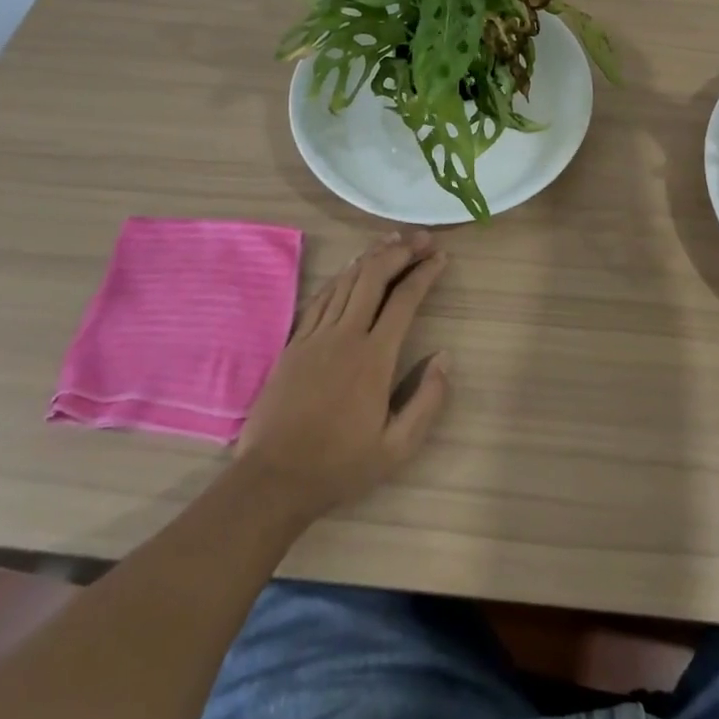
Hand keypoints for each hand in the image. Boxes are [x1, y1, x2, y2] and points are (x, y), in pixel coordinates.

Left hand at [233, 230, 450, 523]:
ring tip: (392, 240)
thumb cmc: (339, 465)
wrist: (273, 479)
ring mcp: (316, 336)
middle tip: (421, 238)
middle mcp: (345, 336)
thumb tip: (444, 357)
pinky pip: (321, 297)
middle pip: (374, 277)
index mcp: (374, 358)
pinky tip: (352, 268)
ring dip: (372, 256)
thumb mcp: (397, 448)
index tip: (442, 257)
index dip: (425, 273)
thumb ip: (427, 401)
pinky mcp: (295, 343)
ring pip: (347, 280)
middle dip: (400, 251)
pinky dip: (342, 276)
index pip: (405, 300)